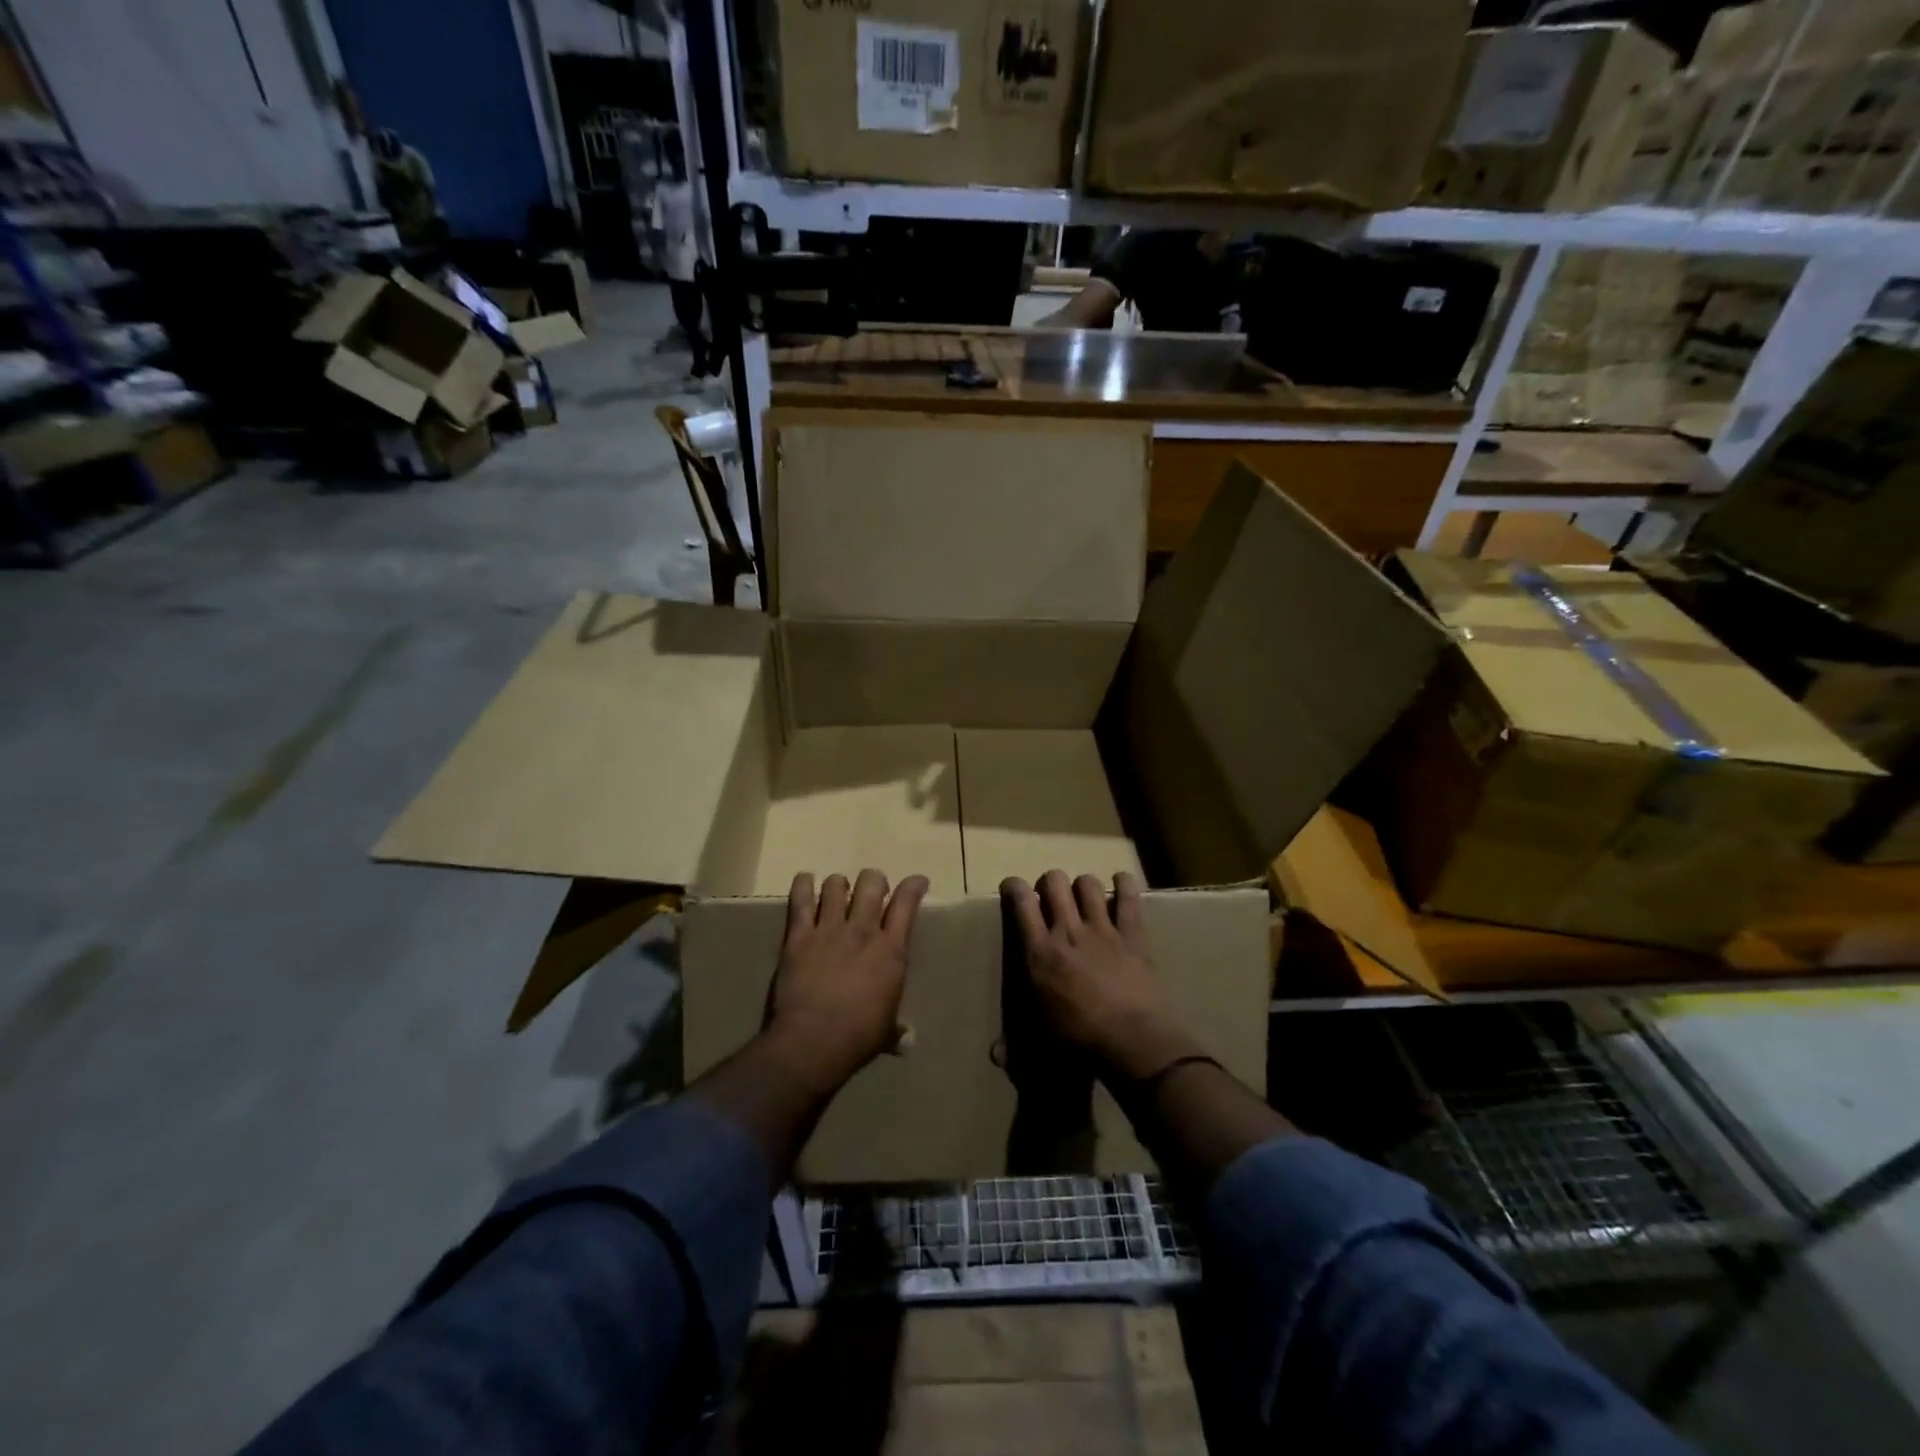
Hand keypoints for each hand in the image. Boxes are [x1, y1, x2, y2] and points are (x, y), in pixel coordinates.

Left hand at [764, 870, 928, 1093]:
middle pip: (871, 884)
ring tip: (838, 891)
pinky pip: (801, 901)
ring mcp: (829, 930)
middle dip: (874, 881)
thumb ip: (897, 1030)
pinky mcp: (799, 936)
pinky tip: (805, 881)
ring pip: (836, 886)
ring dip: (839, 884)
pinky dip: (803, 885)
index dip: (913, 886)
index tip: (917, 881)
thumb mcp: (886, 1033)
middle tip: (872, 891)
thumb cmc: (858, 1038)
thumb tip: (907, 1041)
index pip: (906, 904)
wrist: (813, 1042)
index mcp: (891, 951)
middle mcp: (863, 931)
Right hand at [1001, 871, 1201, 1083]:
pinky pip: (1129, 897)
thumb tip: (994, 1054)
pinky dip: (1124, 884)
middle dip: (1050, 883)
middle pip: (1054, 883)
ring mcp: (1102, 929)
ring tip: (1084, 896)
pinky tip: (1121, 881)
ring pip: (1088, 884)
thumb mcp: (1040, 1041)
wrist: (1132, 1042)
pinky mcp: (1132, 935)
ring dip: (1083, 885)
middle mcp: (1067, 931)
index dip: (1014, 887)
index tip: (1014, 887)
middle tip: (1052, 896)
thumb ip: (1013, 1047)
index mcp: (1039, 953)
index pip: (1021, 903)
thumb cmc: (1079, 1043)